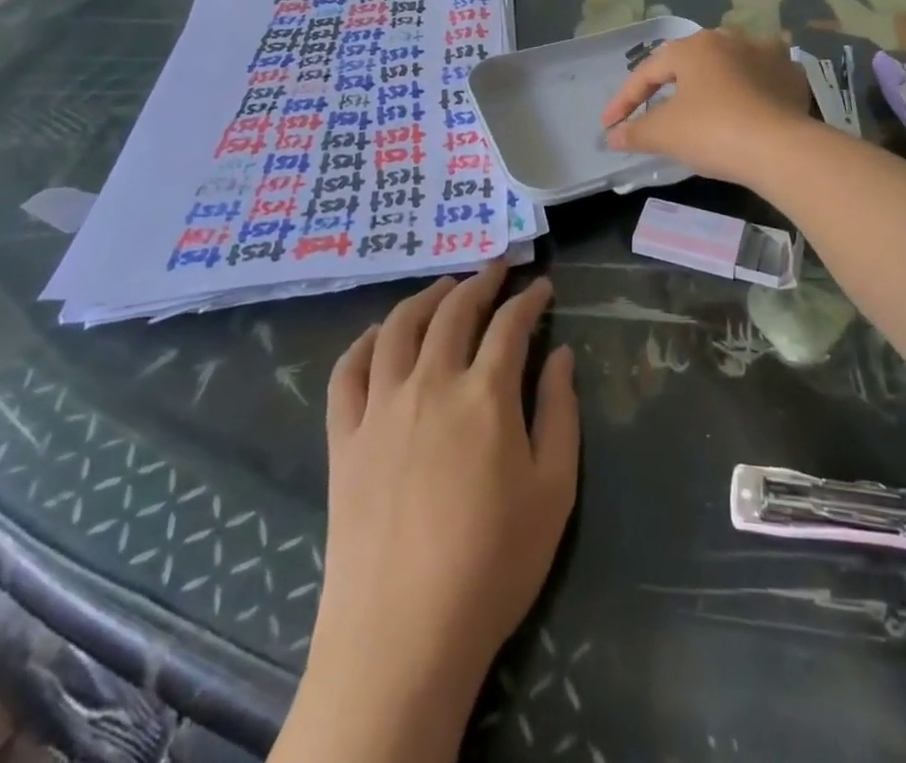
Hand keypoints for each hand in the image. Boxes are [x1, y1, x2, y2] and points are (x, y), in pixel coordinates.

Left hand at [278, 264, 577, 761]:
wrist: (402, 636)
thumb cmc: (492, 564)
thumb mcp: (553, 490)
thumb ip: (560, 412)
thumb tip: (561, 354)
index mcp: (485, 394)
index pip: (510, 324)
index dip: (529, 299)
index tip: (542, 287)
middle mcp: (430, 383)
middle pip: (454, 312)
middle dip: (480, 282)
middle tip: (496, 268)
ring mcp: (380, 407)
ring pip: (399, 328)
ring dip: (425, 298)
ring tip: (443, 287)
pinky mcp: (344, 438)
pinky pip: (347, 372)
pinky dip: (363, 342)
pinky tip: (378, 334)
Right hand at [602, 28, 814, 184]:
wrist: (781, 149)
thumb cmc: (713, 131)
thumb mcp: (664, 133)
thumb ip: (634, 131)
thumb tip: (613, 136)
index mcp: (694, 46)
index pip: (648, 71)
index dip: (624, 99)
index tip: (610, 125)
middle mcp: (730, 39)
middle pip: (689, 63)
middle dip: (668, 85)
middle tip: (652, 109)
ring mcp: (767, 54)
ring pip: (727, 67)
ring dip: (709, 85)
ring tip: (698, 107)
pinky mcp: (792, 77)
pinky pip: (759, 81)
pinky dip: (745, 94)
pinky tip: (741, 111)